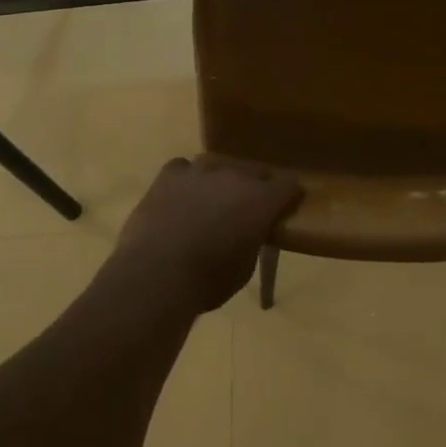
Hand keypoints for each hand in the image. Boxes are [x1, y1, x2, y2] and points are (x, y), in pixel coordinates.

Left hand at [113, 157, 303, 312]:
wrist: (156, 273)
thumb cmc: (208, 281)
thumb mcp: (244, 268)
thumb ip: (252, 240)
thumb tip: (247, 233)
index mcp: (261, 200)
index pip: (288, 183)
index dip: (289, 194)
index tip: (286, 205)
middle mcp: (235, 176)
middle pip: (253, 172)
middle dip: (253, 188)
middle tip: (244, 211)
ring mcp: (200, 170)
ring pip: (218, 166)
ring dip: (218, 182)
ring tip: (208, 204)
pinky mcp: (170, 173)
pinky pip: (183, 169)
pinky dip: (185, 181)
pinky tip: (178, 198)